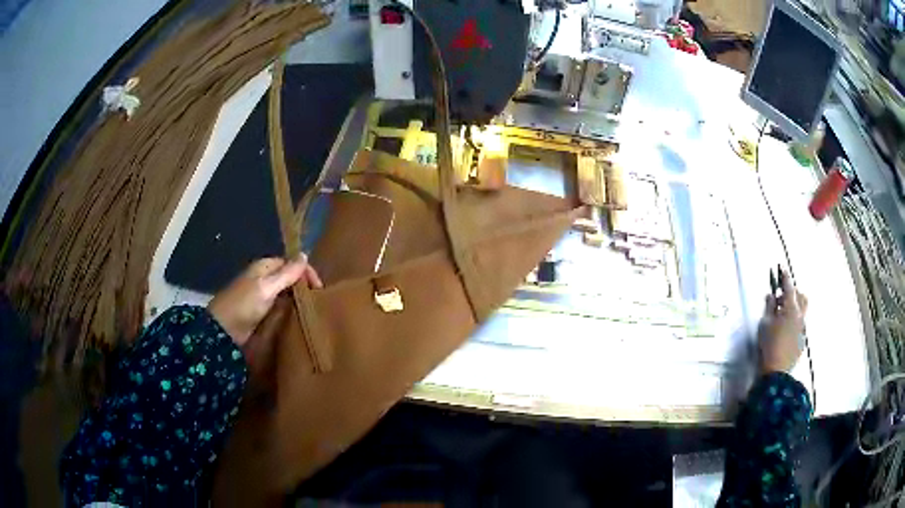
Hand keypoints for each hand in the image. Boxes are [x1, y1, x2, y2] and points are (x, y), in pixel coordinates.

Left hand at [208, 256, 321, 345]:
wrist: (223, 330)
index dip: (305, 272)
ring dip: (297, 299)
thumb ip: (287, 273)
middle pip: (289, 278)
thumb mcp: (267, 287)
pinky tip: (298, 318)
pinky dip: (289, 310)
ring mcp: (261, 296)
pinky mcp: (260, 312)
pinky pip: (280, 307)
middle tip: (318, 301)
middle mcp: (263, 278)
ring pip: (285, 293)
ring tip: (312, 310)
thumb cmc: (244, 304)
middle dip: (303, 286)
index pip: (291, 263)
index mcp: (264, 267)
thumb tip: (305, 255)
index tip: (319, 289)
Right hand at [759, 268, 807, 373]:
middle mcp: (800, 316)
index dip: (785, 278)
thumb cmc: (769, 344)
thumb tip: (771, 296)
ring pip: (802, 311)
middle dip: (793, 293)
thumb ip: (769, 307)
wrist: (776, 372)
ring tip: (782, 315)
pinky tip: (784, 330)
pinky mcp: (801, 340)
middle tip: (781, 297)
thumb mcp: (765, 324)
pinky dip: (793, 321)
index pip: (789, 287)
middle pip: (801, 297)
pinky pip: (799, 324)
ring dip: (794, 308)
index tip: (782, 270)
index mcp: (791, 309)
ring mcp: (802, 329)